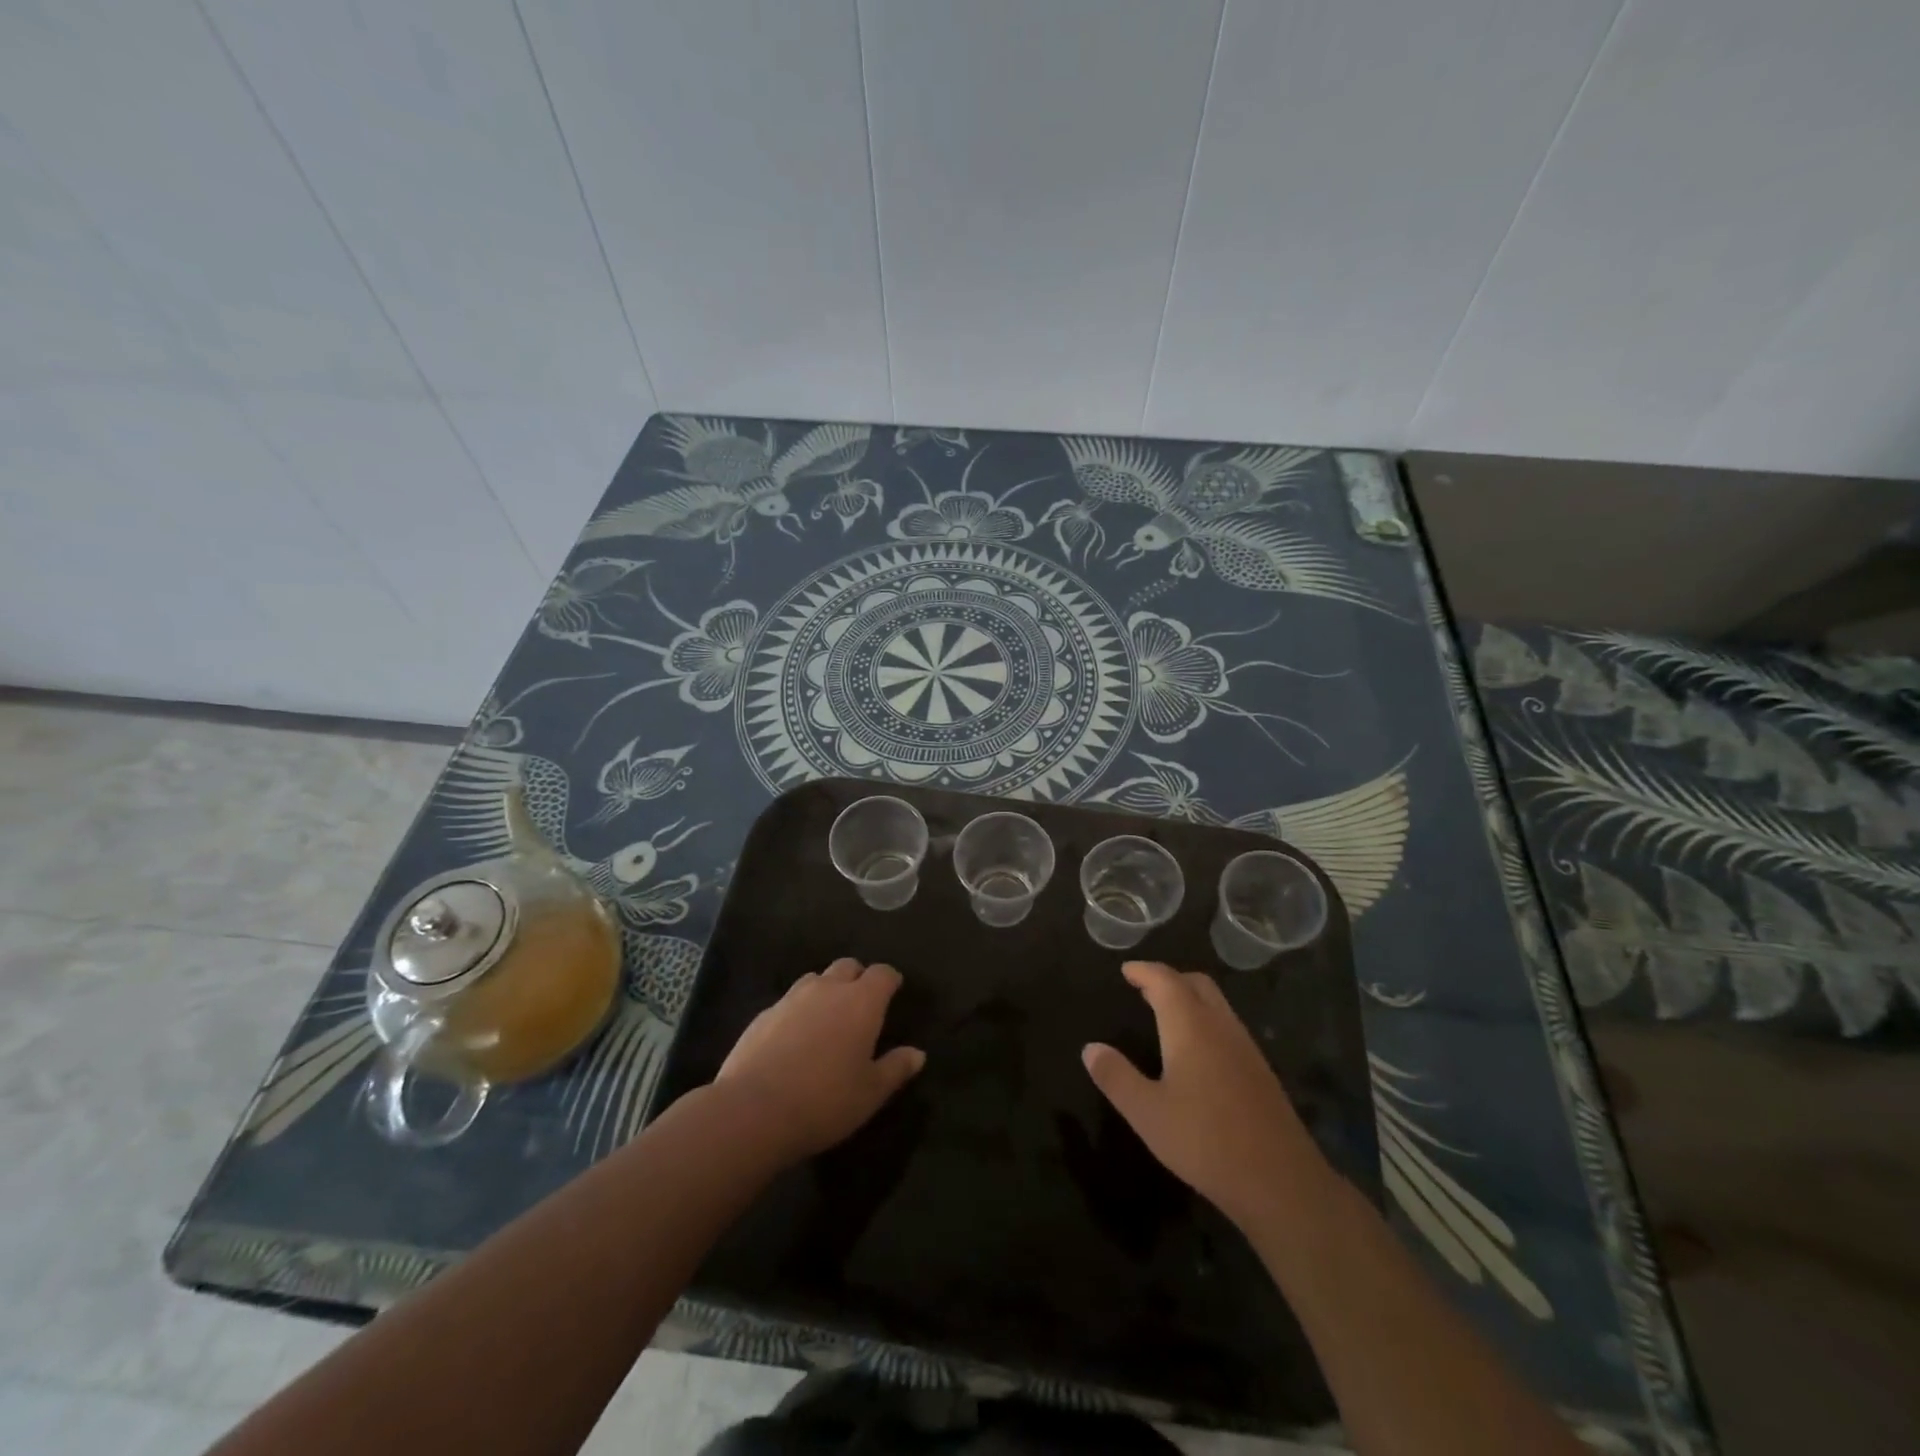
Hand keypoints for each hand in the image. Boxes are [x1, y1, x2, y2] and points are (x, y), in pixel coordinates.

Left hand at [715, 958, 925, 1162]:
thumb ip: (895, 1068)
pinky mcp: (763, 1015)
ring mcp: (791, 998)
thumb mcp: (871, 1093)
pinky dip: (798, 1011)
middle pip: (847, 966)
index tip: (894, 990)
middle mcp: (828, 989)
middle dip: (858, 978)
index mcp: (861, 1002)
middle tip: (862, 1004)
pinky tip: (795, 1039)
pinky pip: (788, 1002)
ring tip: (828, 1018)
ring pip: (815, 979)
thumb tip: (917, 1053)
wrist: (753, 1110)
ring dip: (826, 990)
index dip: (890, 979)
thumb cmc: (825, 1101)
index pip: (882, 974)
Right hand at [1083, 961, 1329, 1228]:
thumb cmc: (1204, 1141)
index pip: (1165, 980)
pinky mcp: (1261, 1071)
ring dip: (1190, 997)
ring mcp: (1245, 1047)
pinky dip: (1206, 1019)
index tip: (1126, 970)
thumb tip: (1090, 1048)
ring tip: (1166, 1013)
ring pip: (1217, 1004)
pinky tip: (1197, 1050)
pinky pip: (1228, 1026)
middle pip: (1196, 983)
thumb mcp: (1147, 1113)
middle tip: (1144, 988)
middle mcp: (1220, 1026)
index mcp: (1190, 1026)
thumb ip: (1116, 1077)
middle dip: (1169, 978)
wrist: (1280, 1181)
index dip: (1144, 971)